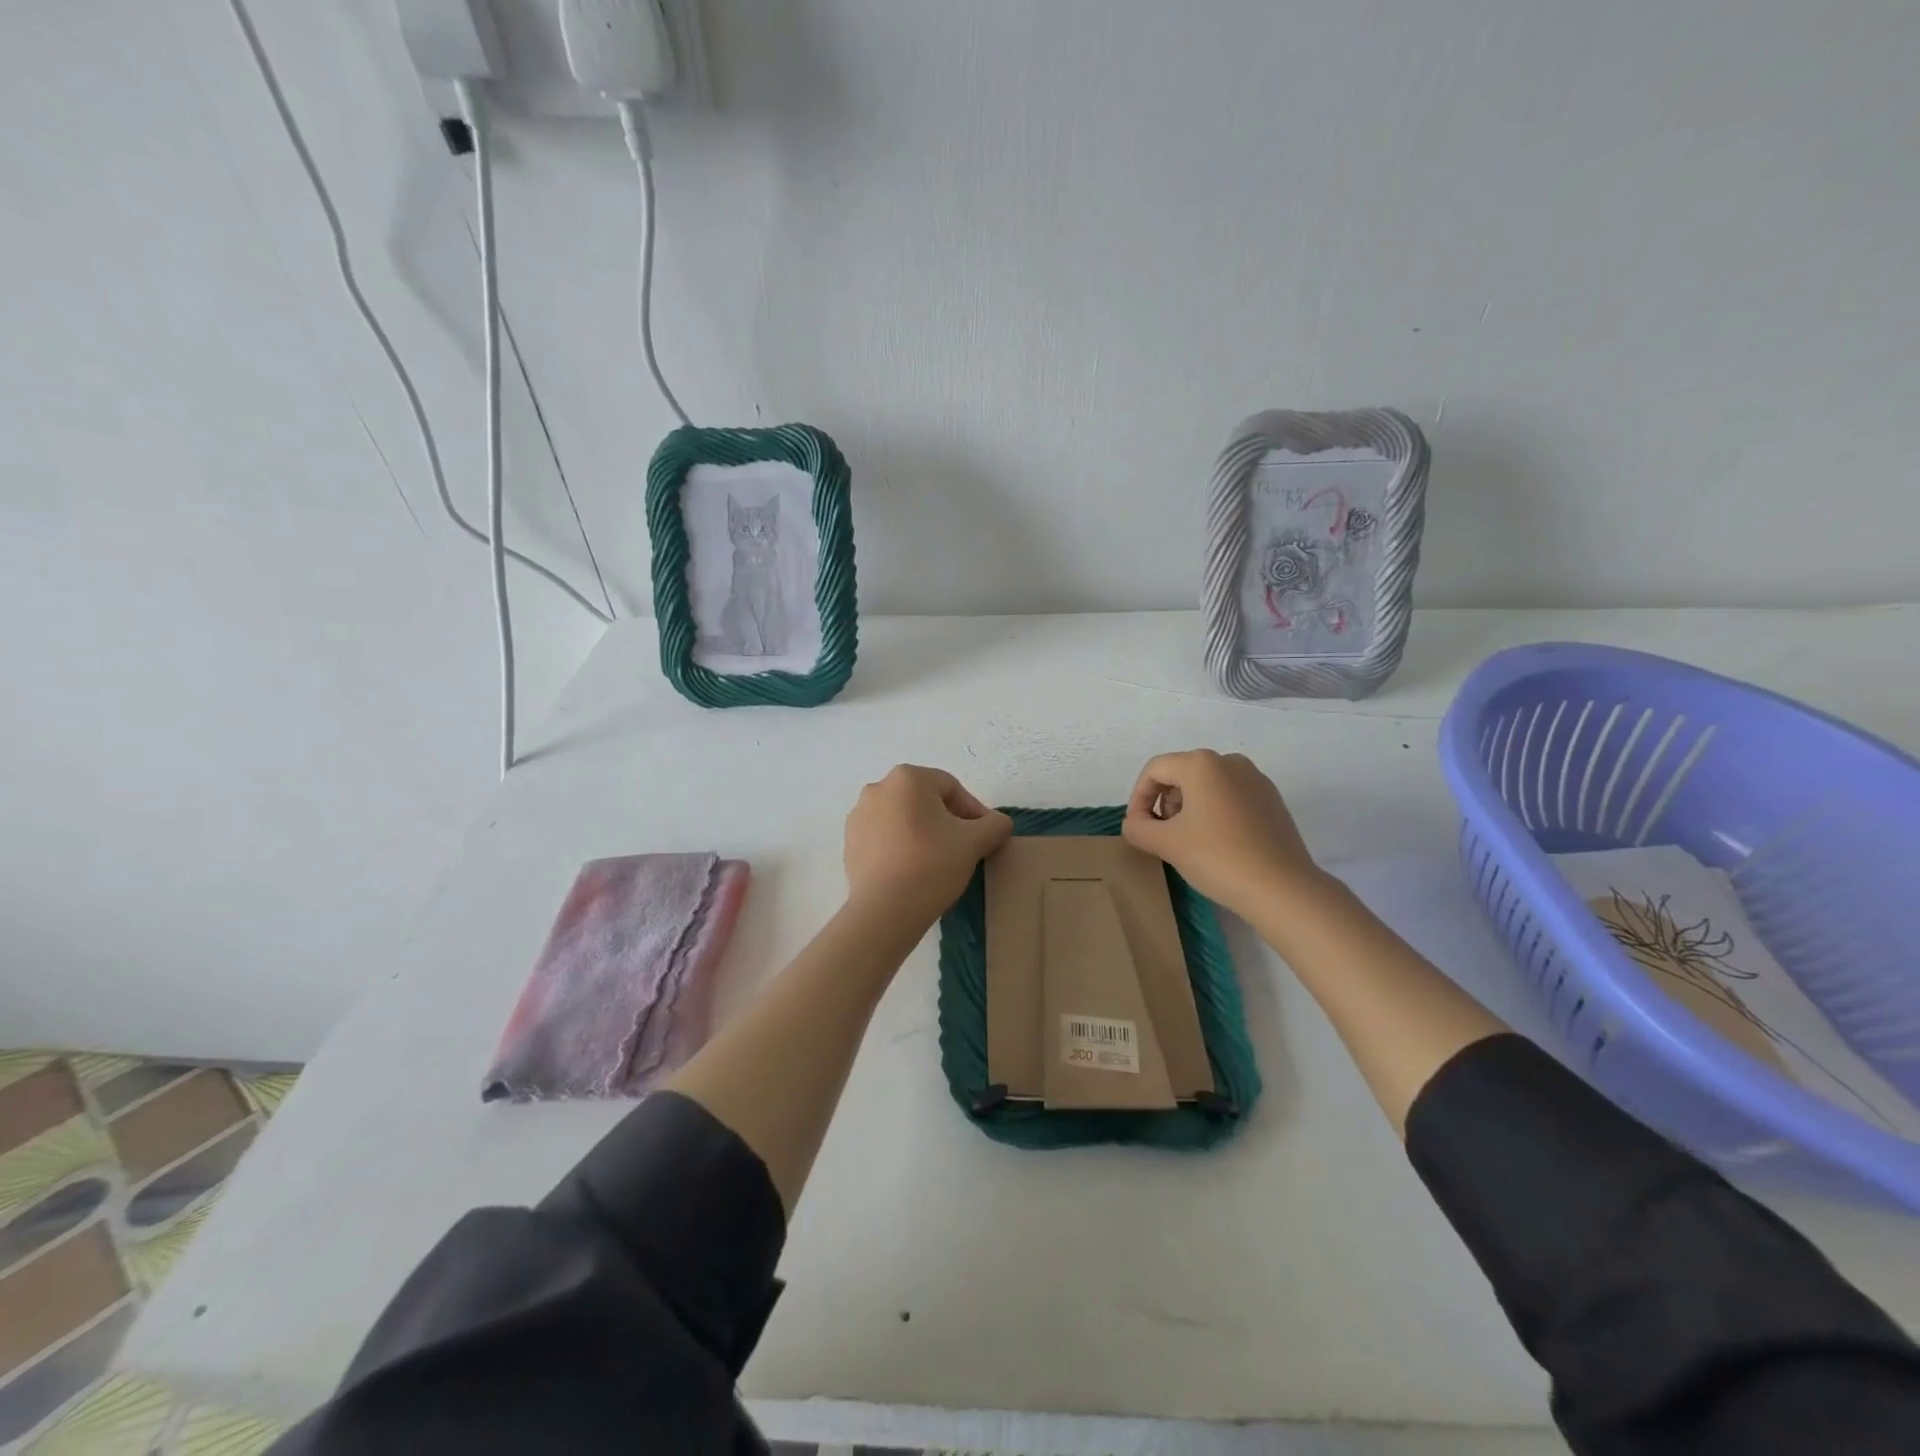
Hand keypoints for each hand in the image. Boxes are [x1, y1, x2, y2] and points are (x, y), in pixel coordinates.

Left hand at [844, 765, 1012, 928]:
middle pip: (925, 800)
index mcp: (908, 778)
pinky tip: (912, 870)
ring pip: (904, 818)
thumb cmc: (932, 865)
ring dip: (923, 832)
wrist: (884, 911)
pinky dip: (901, 846)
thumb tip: (998, 823)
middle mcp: (878, 788)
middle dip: (947, 821)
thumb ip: (994, 824)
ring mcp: (859, 815)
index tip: (984, 837)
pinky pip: (884, 836)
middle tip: (963, 848)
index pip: (952, 788)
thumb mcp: (975, 842)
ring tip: (938, 861)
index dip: (974, 812)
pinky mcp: (849, 841)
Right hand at [1121, 750, 1324, 917]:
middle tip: (1160, 835)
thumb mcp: (1166, 843)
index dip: (1138, 798)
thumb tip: (1135, 823)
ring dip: (1188, 808)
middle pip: (1181, 774)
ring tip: (1187, 841)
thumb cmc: (1218, 858)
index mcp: (1202, 764)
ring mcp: (1256, 780)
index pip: (1155, 770)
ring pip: (1207, 786)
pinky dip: (1214, 813)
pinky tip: (1216, 844)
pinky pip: (1230, 797)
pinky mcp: (1272, 800)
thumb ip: (1138, 827)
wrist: (1283, 888)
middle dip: (1164, 802)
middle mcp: (1230, 762)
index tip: (1137, 827)